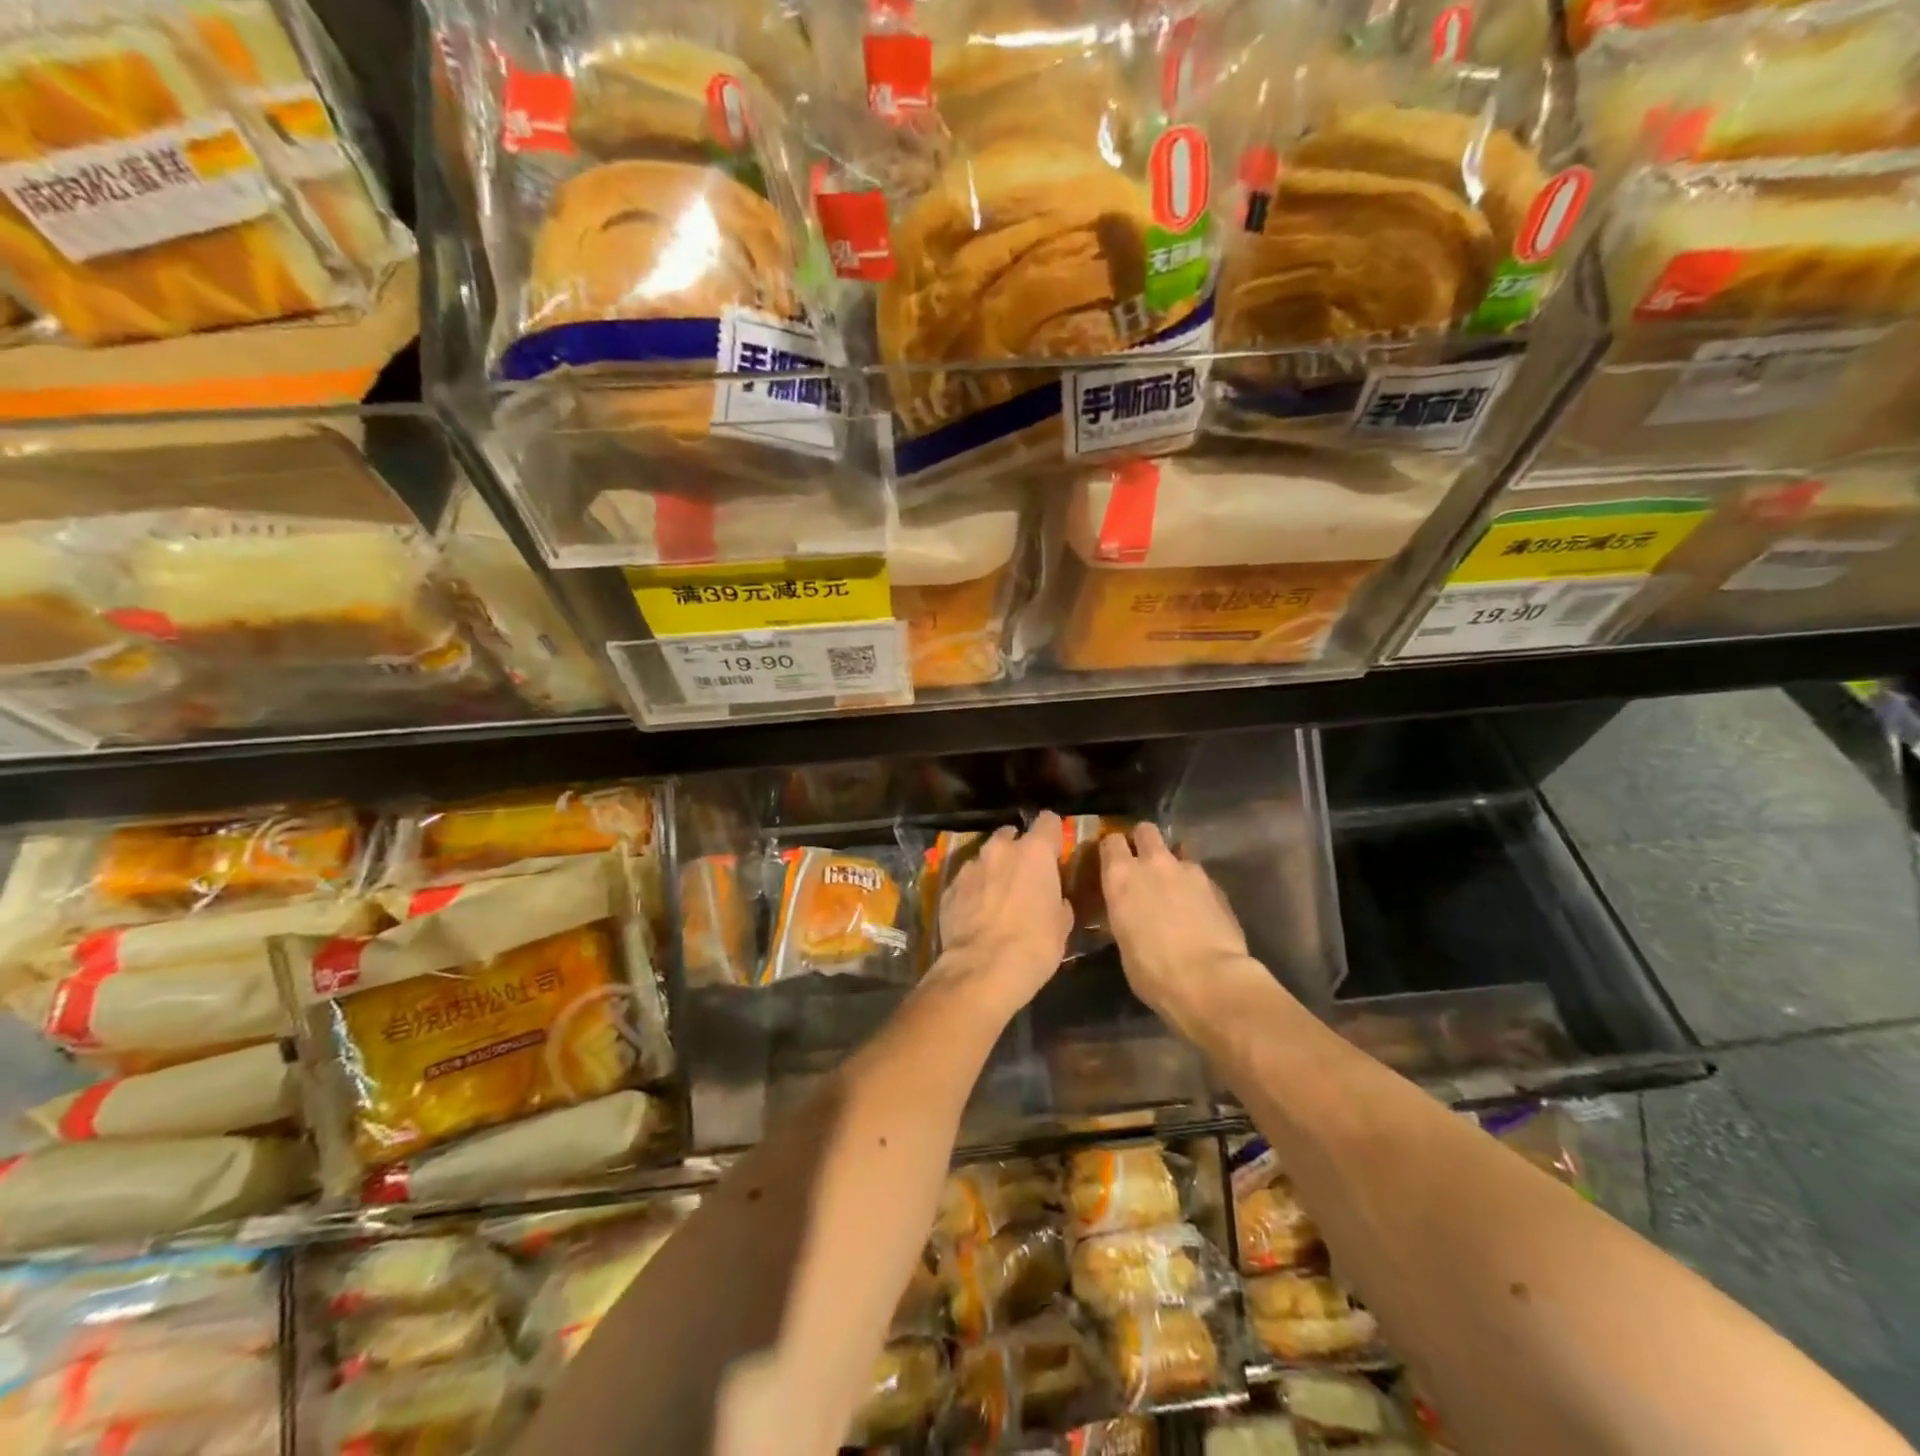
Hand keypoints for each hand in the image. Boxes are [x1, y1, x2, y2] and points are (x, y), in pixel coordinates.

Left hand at [934, 811, 1073, 1012]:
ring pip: (986, 858)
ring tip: (998, 897)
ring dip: (994, 870)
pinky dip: (974, 890)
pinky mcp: (948, 887)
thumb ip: (1058, 899)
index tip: (1054, 848)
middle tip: (1025, 876)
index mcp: (1034, 852)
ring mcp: (970, 866)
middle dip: (1018, 851)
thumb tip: (1054, 898)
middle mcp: (999, 850)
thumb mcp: (1062, 924)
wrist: (982, 969)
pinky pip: (967, 881)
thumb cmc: (1034, 945)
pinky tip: (978, 913)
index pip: (1048, 821)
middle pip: (1011, 835)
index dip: (1053, 834)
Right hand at [1101, 823, 1261, 1039]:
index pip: (1110, 841)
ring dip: (1173, 862)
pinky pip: (1200, 875)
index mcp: (1121, 876)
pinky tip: (1199, 908)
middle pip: (1146, 830)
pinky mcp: (1217, 885)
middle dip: (1143, 841)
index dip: (1112, 850)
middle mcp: (1153, 863)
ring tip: (1175, 887)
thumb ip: (1125, 914)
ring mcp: (1189, 870)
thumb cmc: (1153, 971)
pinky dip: (1196, 885)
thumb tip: (1131, 913)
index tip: (1112, 862)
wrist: (1210, 980)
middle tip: (1144, 864)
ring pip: (1178, 849)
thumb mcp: (1123, 942)